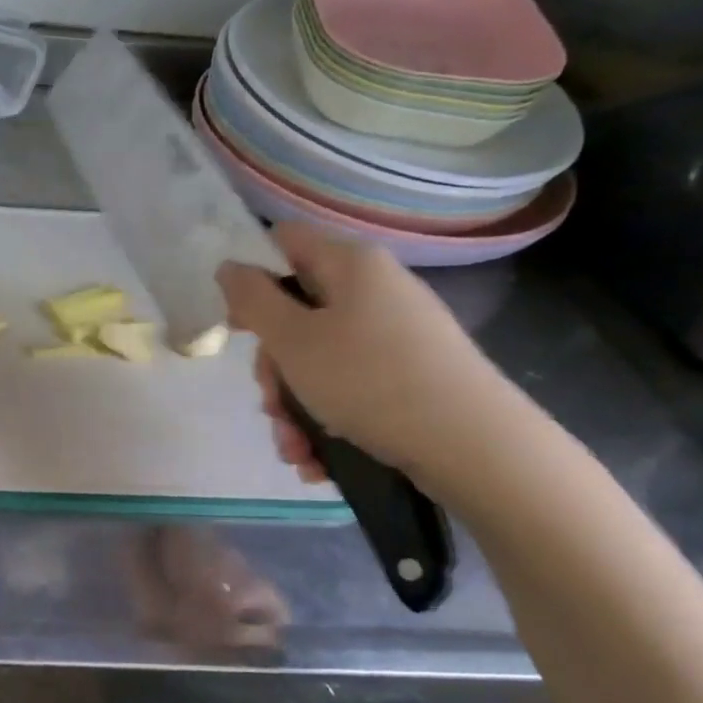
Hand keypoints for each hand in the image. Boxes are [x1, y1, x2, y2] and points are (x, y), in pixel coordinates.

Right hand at [217, 222, 513, 485]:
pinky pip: (349, 390)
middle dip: (274, 370)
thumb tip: (229, 267)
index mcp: (351, 265)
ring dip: (294, 409)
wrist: (472, 446)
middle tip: (271, 406)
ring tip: (296, 450)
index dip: (252, 278)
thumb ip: (252, 300)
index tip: (240, 327)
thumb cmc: (370, 380)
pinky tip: (317, 460)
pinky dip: (325, 423)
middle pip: (297, 315)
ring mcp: (395, 337)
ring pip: (318, 363)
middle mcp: (375, 292)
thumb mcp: (293, 340)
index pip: (284, 243)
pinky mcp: (409, 378)